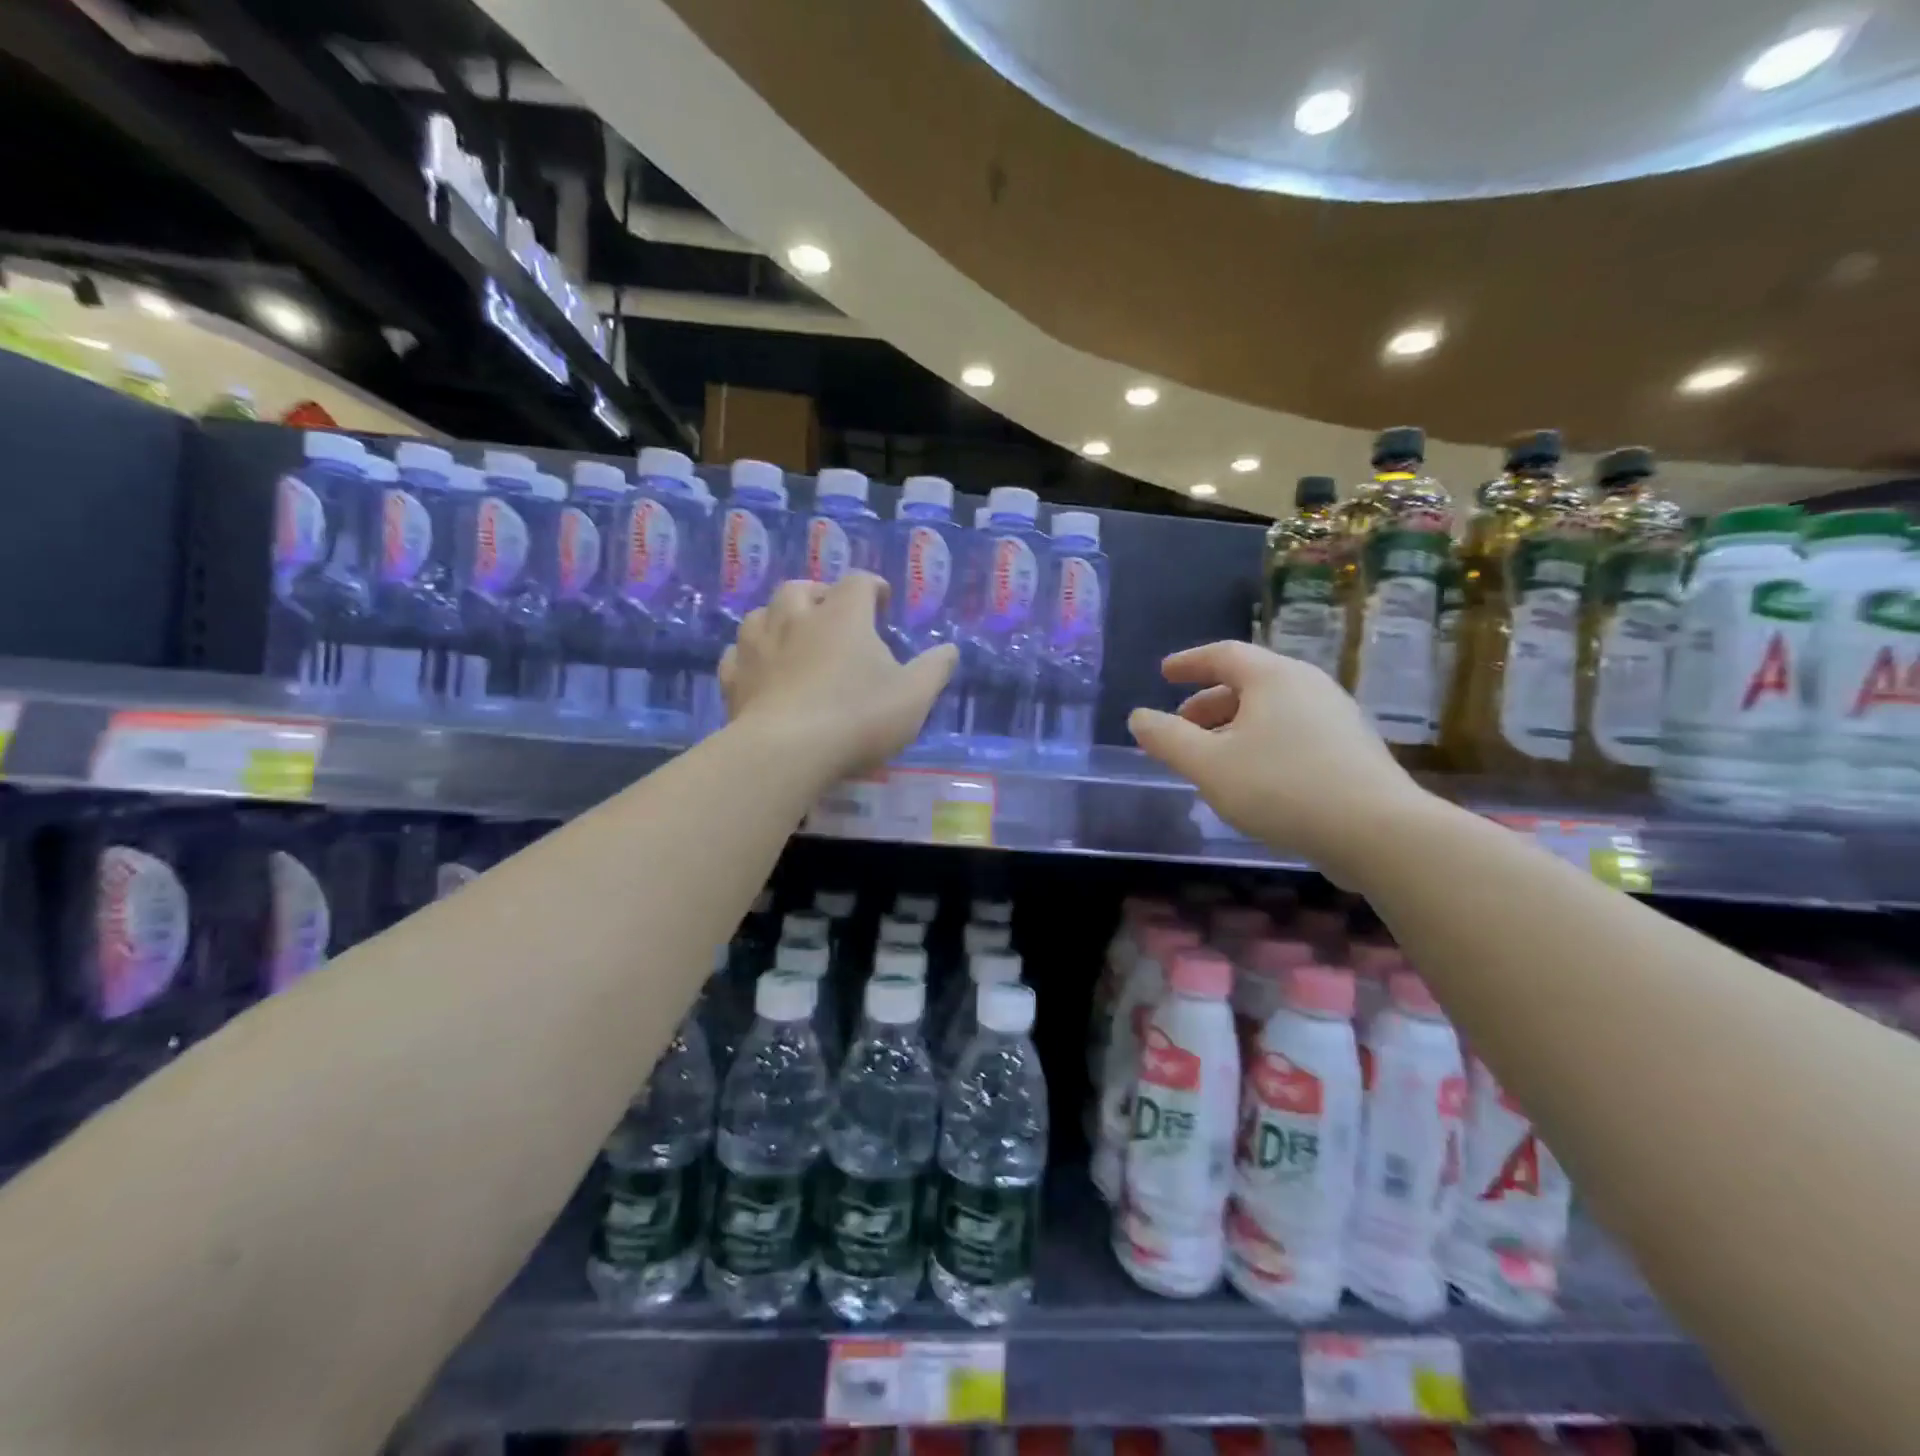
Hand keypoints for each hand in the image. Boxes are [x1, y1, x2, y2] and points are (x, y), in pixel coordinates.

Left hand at [720, 573, 958, 782]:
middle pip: (801, 588)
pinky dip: (750, 654)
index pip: (858, 582)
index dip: (873, 587)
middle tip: (832, 614)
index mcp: (842, 615)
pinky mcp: (735, 678)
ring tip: (793, 636)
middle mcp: (795, 618)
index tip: (882, 602)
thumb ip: (935, 669)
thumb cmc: (858, 717)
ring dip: (778, 618)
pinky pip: (738, 653)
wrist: (787, 752)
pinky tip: (759, 668)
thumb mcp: (914, 696)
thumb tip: (950, 650)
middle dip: (819, 594)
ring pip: (762, 614)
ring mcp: (758, 646)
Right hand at [1127, 641, 1430, 880]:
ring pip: (1272, 711)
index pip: (1223, 654)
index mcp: (1274, 678)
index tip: (1164, 673)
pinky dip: (1261, 743)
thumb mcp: (1209, 765)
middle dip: (1208, 703)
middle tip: (1182, 727)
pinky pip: (1293, 733)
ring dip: (1234, 727)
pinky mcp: (1352, 750)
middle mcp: (1309, 686)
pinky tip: (1253, 780)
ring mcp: (1337, 717)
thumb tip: (1137, 717)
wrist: (1378, 832)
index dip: (1189, 662)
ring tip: (1211, 759)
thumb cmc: (1282, 787)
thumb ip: (1168, 739)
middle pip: (1249, 682)